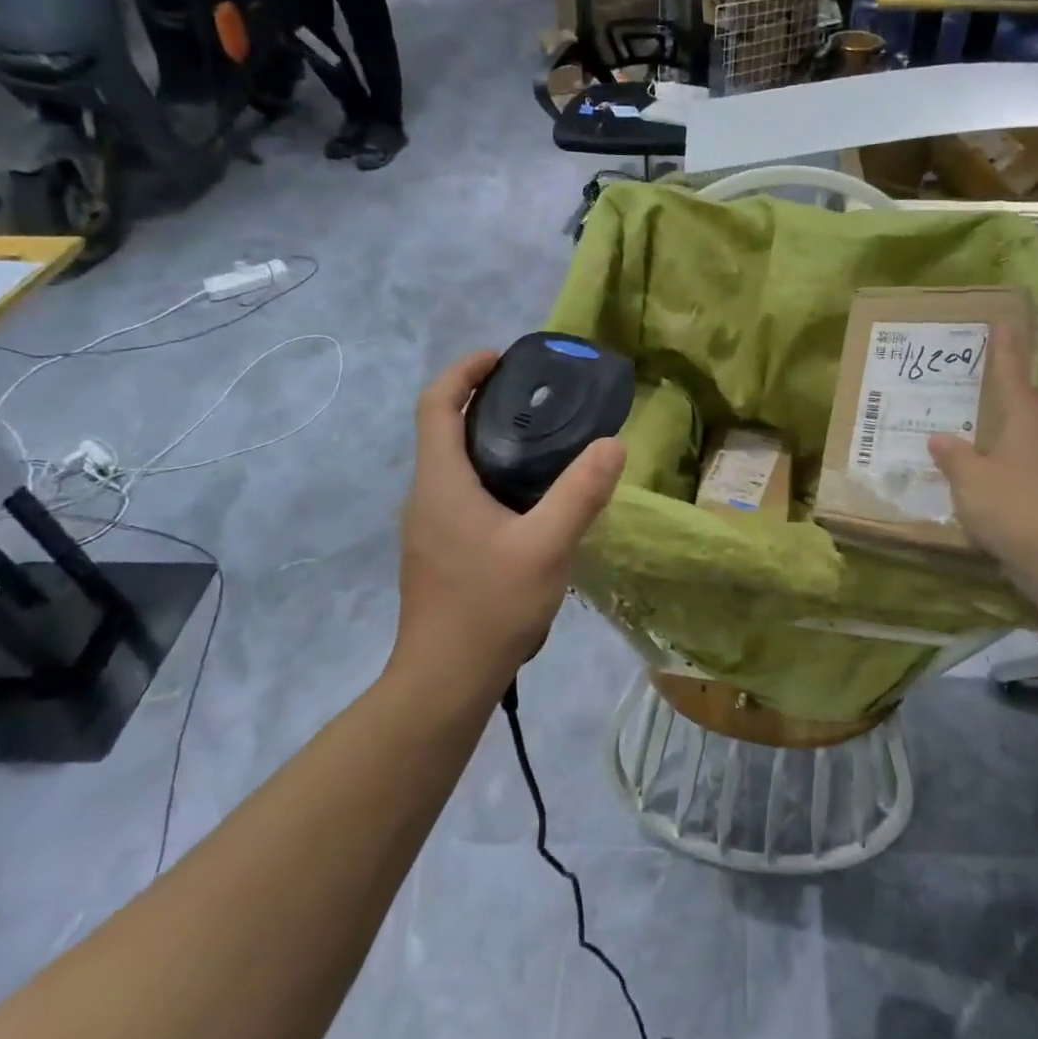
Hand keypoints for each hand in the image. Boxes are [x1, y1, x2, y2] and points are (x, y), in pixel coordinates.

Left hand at [395, 351, 624, 693]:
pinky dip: (489, 475)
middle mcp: (425, 496)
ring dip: (488, 441)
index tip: (502, 358)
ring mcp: (427, 527)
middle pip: (444, 429)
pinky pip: (460, 493)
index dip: (465, 371)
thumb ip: (581, 493)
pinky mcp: (438, 551)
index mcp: (442, 482)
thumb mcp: (547, 546)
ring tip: (543, 442)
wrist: (445, 680)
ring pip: (453, 465)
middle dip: (484, 402)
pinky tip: (529, 500)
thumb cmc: (490, 606)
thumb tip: (612, 444)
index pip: (436, 404)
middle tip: (538, 398)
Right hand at [928, 327, 1037, 565]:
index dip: (1006, 352)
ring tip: (995, 432)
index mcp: (1026, 423)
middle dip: (1023, 389)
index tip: (1004, 324)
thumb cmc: (1013, 507)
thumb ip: (954, 457)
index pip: (1013, 377)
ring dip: (1024, 427)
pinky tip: (1002, 478)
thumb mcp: (970, 480)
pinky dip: (1022, 463)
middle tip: (1001, 382)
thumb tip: (939, 437)